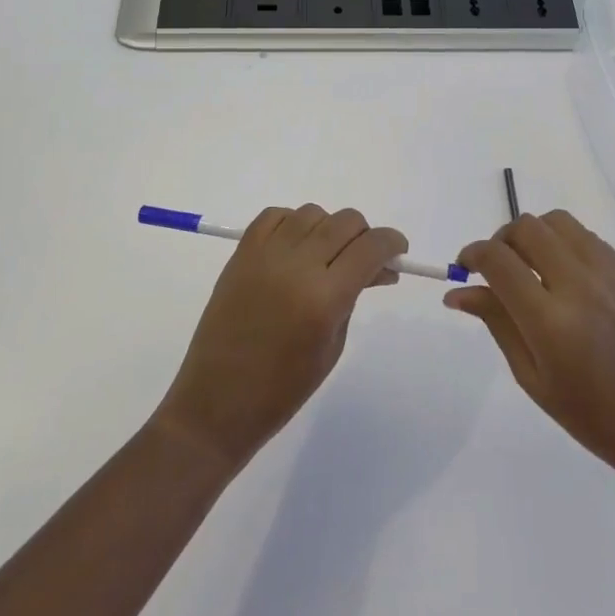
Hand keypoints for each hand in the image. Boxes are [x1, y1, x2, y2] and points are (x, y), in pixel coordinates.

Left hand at [153, 205, 403, 471]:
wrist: (217, 402)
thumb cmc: (283, 389)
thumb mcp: (333, 345)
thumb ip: (354, 297)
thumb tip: (376, 268)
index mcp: (324, 298)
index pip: (371, 247)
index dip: (392, 243)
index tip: (397, 252)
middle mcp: (296, 266)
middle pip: (345, 221)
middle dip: (364, 236)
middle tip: (363, 260)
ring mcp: (265, 255)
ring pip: (312, 213)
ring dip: (329, 228)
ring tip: (326, 256)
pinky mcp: (241, 254)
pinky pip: (274, 216)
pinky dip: (293, 223)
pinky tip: (295, 247)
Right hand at [447, 211, 614, 493]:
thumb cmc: (592, 418)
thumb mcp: (532, 378)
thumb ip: (497, 323)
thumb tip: (457, 292)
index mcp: (551, 322)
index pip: (498, 260)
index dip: (472, 254)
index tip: (464, 267)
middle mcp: (580, 286)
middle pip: (527, 228)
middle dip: (500, 240)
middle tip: (496, 269)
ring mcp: (610, 275)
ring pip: (558, 221)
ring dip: (533, 235)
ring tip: (530, 267)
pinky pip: (587, 238)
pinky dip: (563, 243)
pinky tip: (563, 275)